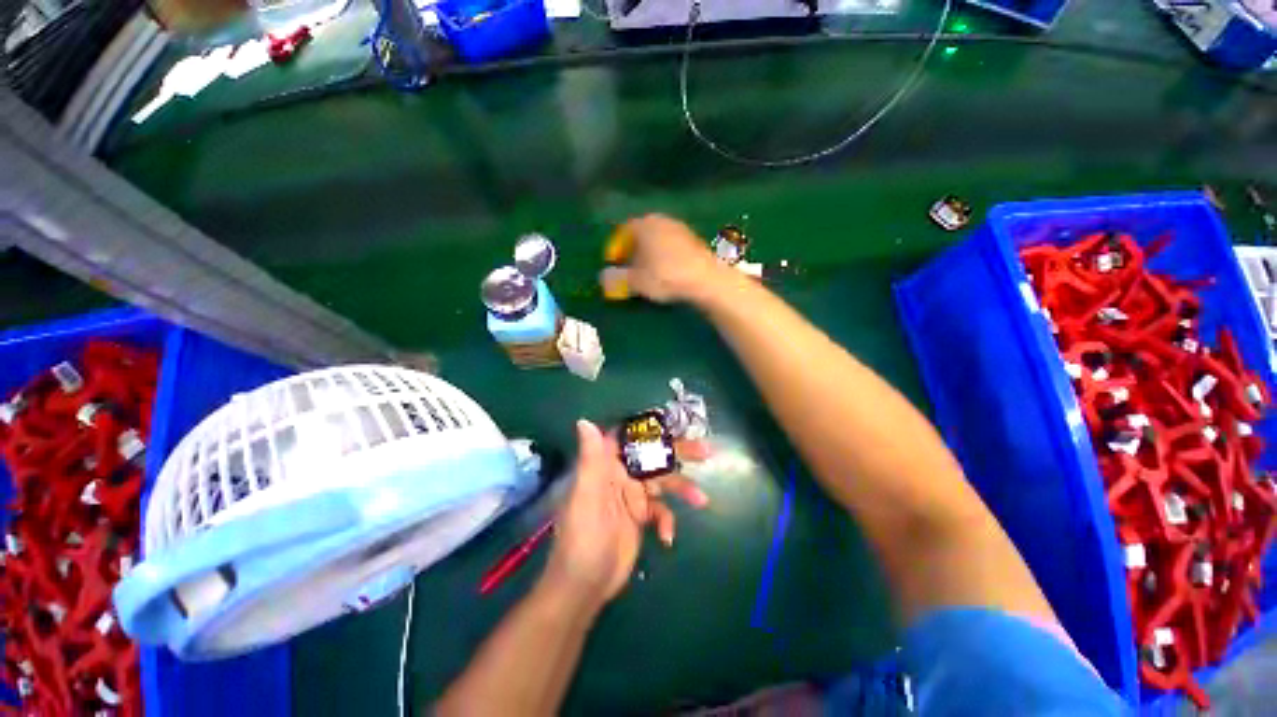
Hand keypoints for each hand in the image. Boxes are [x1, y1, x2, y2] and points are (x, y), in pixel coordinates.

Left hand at [543, 420, 709, 607]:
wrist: (585, 587)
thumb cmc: (582, 537)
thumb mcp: (586, 495)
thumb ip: (591, 458)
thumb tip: (584, 422)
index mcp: (605, 465)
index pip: (629, 439)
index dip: (650, 430)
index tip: (674, 424)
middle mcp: (620, 476)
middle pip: (652, 459)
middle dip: (677, 454)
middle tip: (705, 451)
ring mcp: (632, 497)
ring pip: (662, 483)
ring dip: (682, 489)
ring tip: (701, 499)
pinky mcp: (640, 517)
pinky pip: (661, 511)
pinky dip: (667, 520)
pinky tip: (667, 537)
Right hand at [605, 214, 735, 303]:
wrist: (706, 279)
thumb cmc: (665, 276)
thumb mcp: (636, 281)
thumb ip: (616, 278)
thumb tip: (603, 278)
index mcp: (643, 224)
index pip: (622, 232)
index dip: (615, 248)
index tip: (614, 263)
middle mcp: (660, 220)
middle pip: (640, 234)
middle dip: (632, 251)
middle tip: (629, 268)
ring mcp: (679, 228)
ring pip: (656, 239)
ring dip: (648, 254)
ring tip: (647, 272)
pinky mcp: (693, 239)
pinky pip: (670, 245)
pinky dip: (664, 256)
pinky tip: (666, 271)